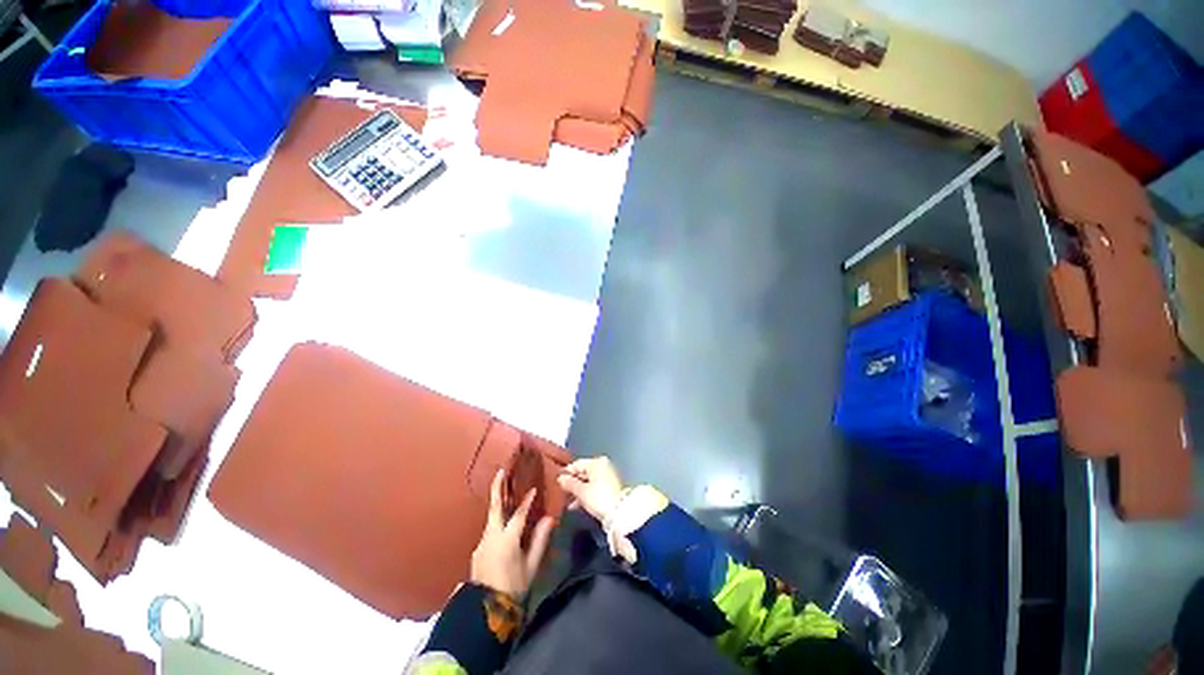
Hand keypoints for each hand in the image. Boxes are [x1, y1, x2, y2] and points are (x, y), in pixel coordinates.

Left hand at [470, 470, 554, 597]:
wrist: (484, 610)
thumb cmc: (513, 588)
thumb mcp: (530, 566)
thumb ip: (539, 540)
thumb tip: (549, 518)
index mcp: (507, 539)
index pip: (518, 514)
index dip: (527, 501)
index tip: (534, 489)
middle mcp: (491, 537)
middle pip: (495, 507)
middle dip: (498, 488)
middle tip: (501, 471)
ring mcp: (482, 543)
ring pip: (491, 518)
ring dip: (498, 503)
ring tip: (506, 492)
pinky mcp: (479, 550)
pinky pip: (490, 529)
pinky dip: (497, 520)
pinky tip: (503, 522)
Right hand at [556, 456, 624, 522]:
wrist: (620, 513)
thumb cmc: (599, 498)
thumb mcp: (581, 491)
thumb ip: (569, 483)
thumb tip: (560, 478)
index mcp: (596, 462)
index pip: (576, 464)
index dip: (565, 474)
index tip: (556, 484)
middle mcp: (602, 466)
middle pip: (582, 472)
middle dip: (572, 484)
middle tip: (561, 494)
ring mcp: (607, 476)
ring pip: (587, 481)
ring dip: (577, 491)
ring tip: (567, 502)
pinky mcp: (610, 487)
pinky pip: (593, 487)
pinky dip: (585, 494)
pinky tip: (577, 505)